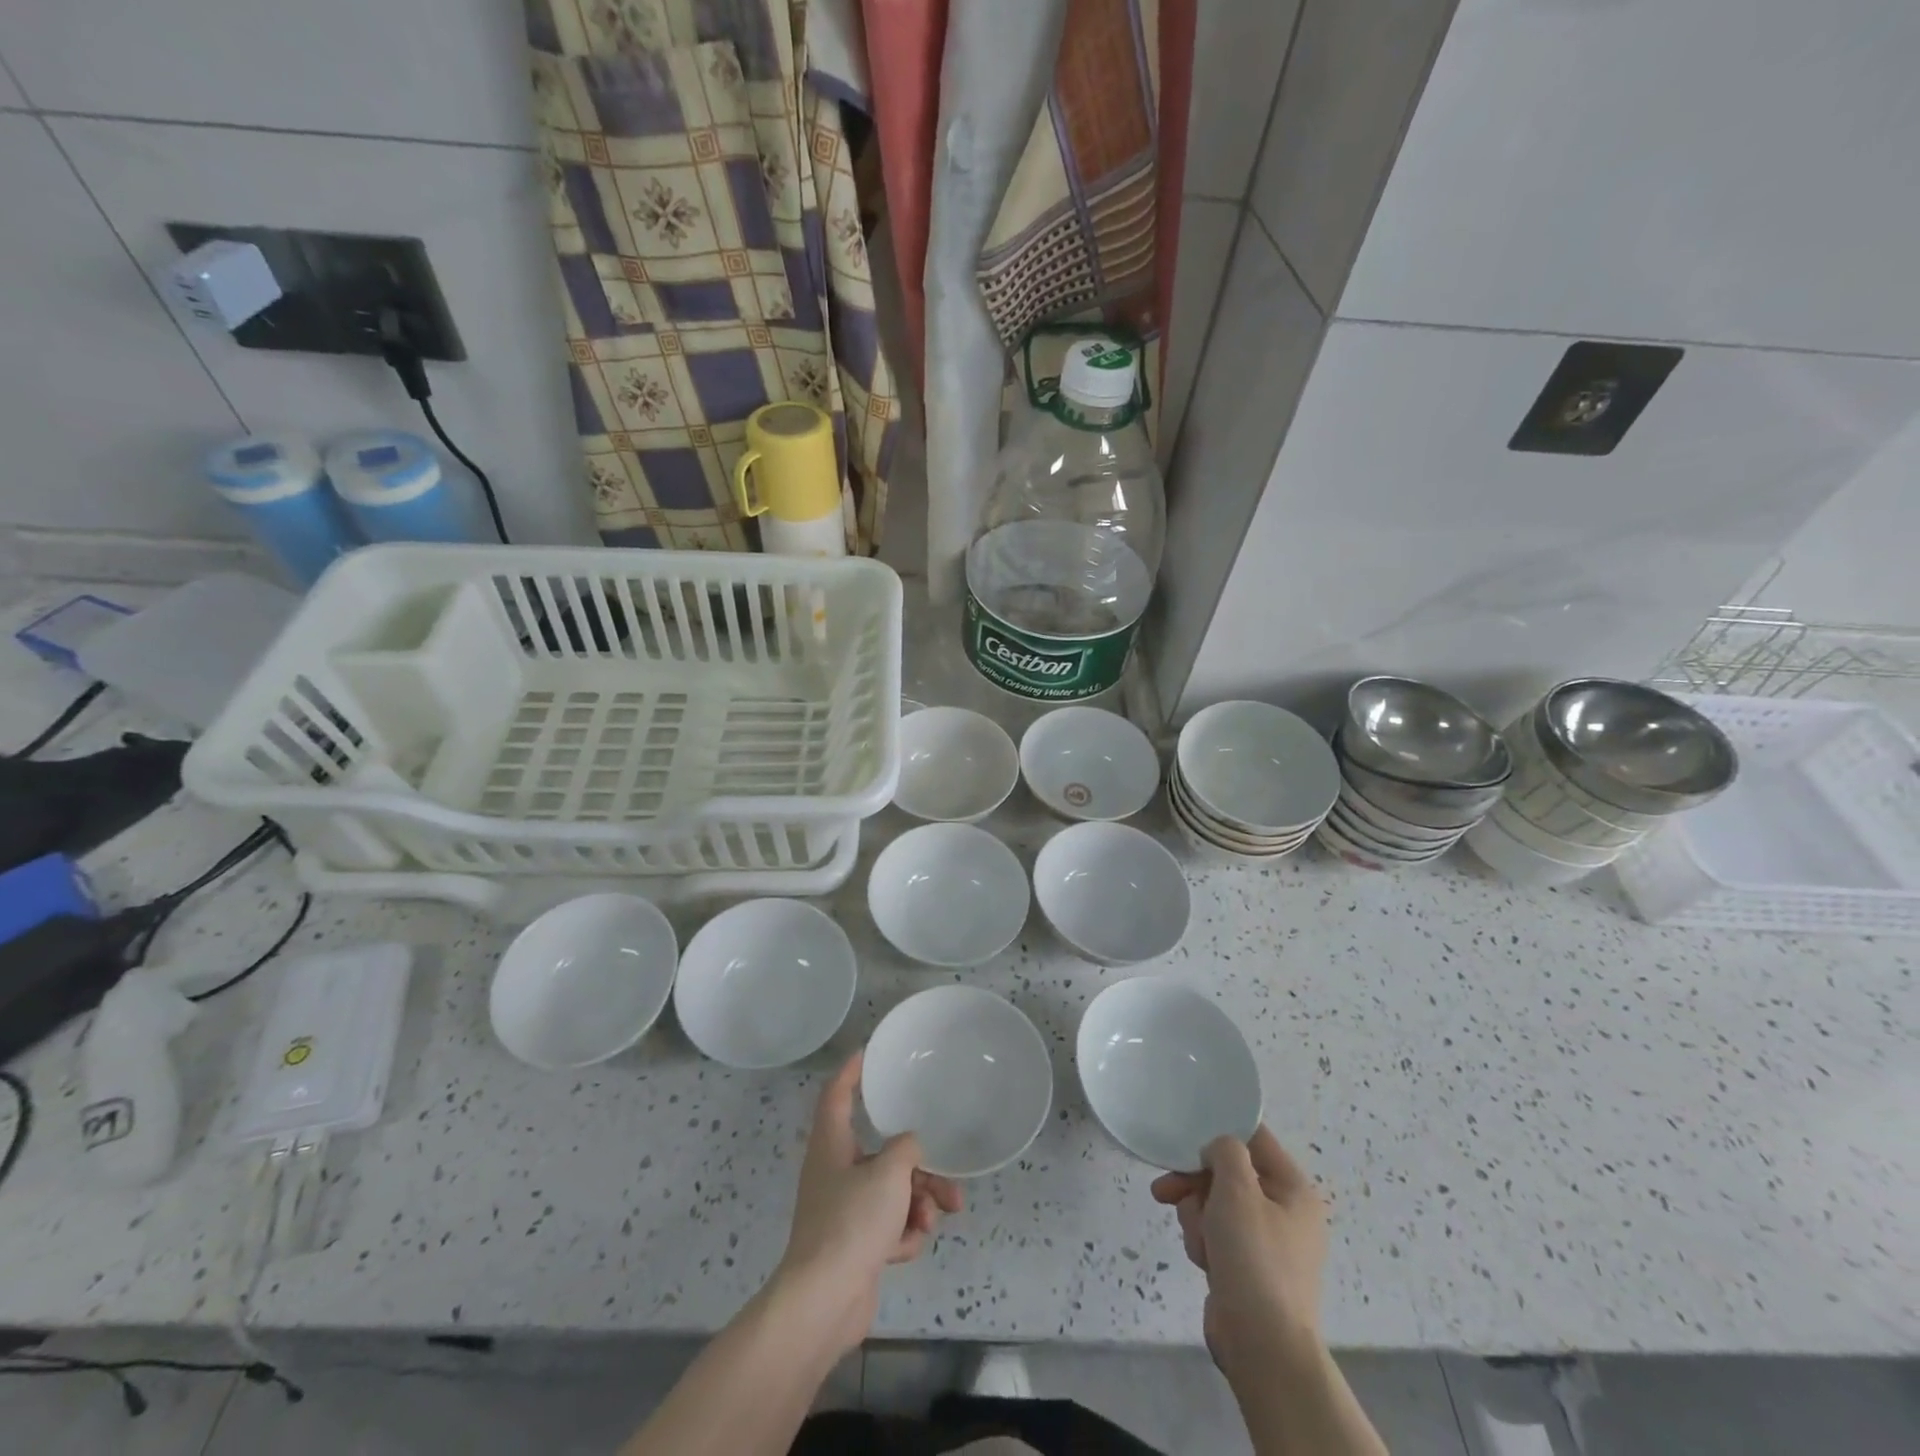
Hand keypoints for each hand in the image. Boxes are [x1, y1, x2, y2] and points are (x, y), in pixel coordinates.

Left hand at [773, 1053, 963, 1353]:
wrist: (824, 1303)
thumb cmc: (851, 1222)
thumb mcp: (888, 1173)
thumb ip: (906, 1149)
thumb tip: (910, 1147)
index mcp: (832, 1144)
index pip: (837, 1093)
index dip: (852, 1071)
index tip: (868, 1052)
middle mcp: (836, 1171)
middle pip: (883, 1153)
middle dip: (919, 1168)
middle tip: (947, 1180)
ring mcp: (845, 1210)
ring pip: (893, 1191)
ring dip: (919, 1203)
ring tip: (936, 1218)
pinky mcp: (856, 1244)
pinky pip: (889, 1225)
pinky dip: (904, 1233)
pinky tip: (907, 1248)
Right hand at [1151, 1127, 1326, 1377]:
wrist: (1263, 1347)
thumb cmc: (1254, 1258)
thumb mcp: (1238, 1189)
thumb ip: (1225, 1151)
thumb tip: (1216, 1152)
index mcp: (1294, 1189)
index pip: (1254, 1138)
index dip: (1220, 1132)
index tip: (1186, 1137)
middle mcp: (1284, 1212)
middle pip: (1228, 1173)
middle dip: (1196, 1184)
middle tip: (1168, 1191)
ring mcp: (1266, 1243)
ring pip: (1215, 1204)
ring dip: (1197, 1217)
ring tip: (1200, 1242)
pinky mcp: (1246, 1268)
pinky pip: (1216, 1235)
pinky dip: (1204, 1242)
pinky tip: (1203, 1261)